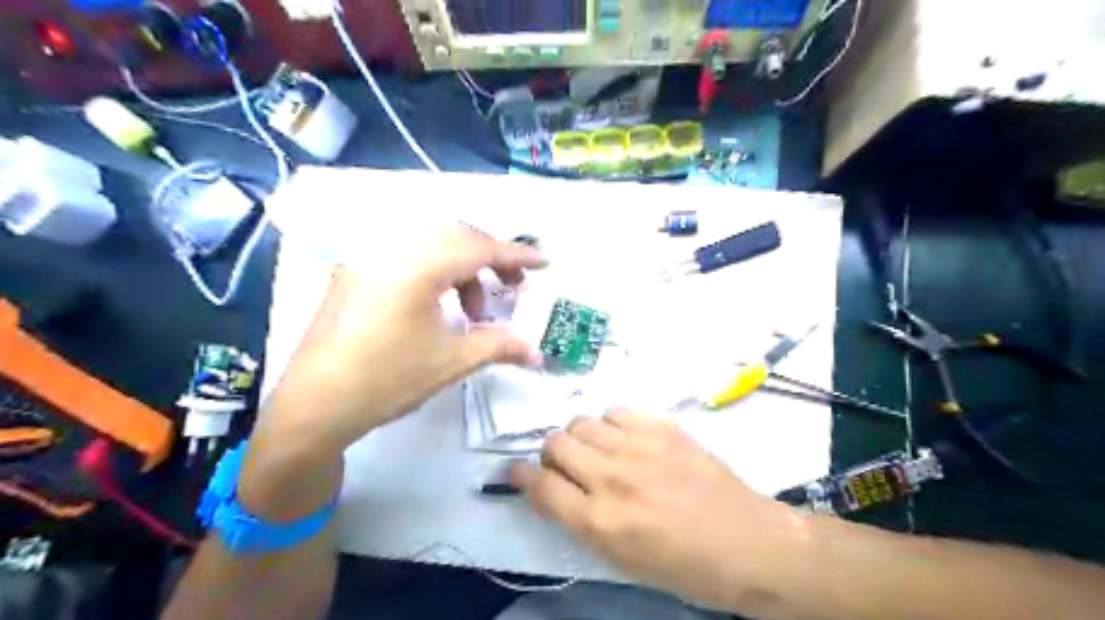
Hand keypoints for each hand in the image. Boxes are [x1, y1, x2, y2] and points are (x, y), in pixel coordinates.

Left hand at [262, 225, 547, 453]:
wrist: (314, 406)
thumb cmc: (387, 380)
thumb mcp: (451, 361)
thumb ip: (499, 346)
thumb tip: (536, 351)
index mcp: (416, 265)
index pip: (478, 248)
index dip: (516, 254)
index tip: (544, 263)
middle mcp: (390, 249)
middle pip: (455, 236)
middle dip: (490, 257)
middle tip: (511, 285)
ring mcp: (368, 258)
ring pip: (430, 243)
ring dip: (461, 267)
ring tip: (473, 311)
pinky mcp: (355, 273)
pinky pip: (407, 254)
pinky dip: (435, 270)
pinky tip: (439, 306)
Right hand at [510, 410, 809, 611]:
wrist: (747, 543)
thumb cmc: (684, 566)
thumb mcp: (622, 560)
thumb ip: (581, 521)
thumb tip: (554, 488)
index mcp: (599, 522)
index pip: (539, 485)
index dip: (521, 476)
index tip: (518, 471)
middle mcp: (611, 478)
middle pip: (555, 444)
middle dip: (552, 454)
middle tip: (567, 464)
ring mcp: (637, 447)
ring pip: (581, 422)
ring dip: (580, 437)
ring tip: (598, 449)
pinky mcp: (661, 428)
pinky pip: (616, 410)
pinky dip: (611, 423)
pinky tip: (625, 438)